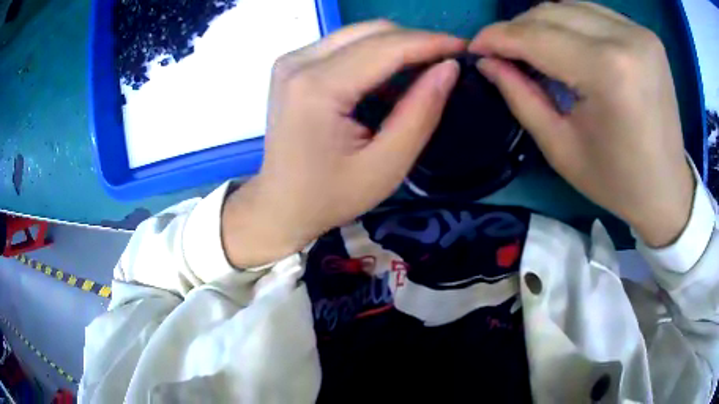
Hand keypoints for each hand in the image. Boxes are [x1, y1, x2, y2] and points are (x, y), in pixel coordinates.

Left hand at [222, 21, 463, 266]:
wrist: (280, 204)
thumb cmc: (330, 196)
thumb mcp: (386, 166)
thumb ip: (420, 113)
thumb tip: (449, 68)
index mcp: (317, 87)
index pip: (386, 47)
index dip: (431, 43)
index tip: (465, 48)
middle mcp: (298, 62)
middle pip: (372, 32)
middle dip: (417, 41)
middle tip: (449, 60)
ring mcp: (292, 61)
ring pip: (359, 35)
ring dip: (397, 47)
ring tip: (427, 68)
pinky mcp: (293, 66)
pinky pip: (344, 46)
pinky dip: (374, 56)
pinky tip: (392, 79)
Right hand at [469, 1, 694, 246]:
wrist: (667, 189)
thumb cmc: (616, 181)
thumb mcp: (561, 148)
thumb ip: (520, 97)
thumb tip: (487, 61)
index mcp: (608, 73)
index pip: (538, 36)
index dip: (498, 37)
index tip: (475, 46)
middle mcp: (626, 39)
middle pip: (552, 11)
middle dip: (518, 28)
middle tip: (504, 51)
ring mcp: (640, 32)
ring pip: (570, 5)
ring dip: (543, 23)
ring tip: (534, 48)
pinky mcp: (649, 34)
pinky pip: (594, 12)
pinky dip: (572, 22)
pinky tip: (567, 44)